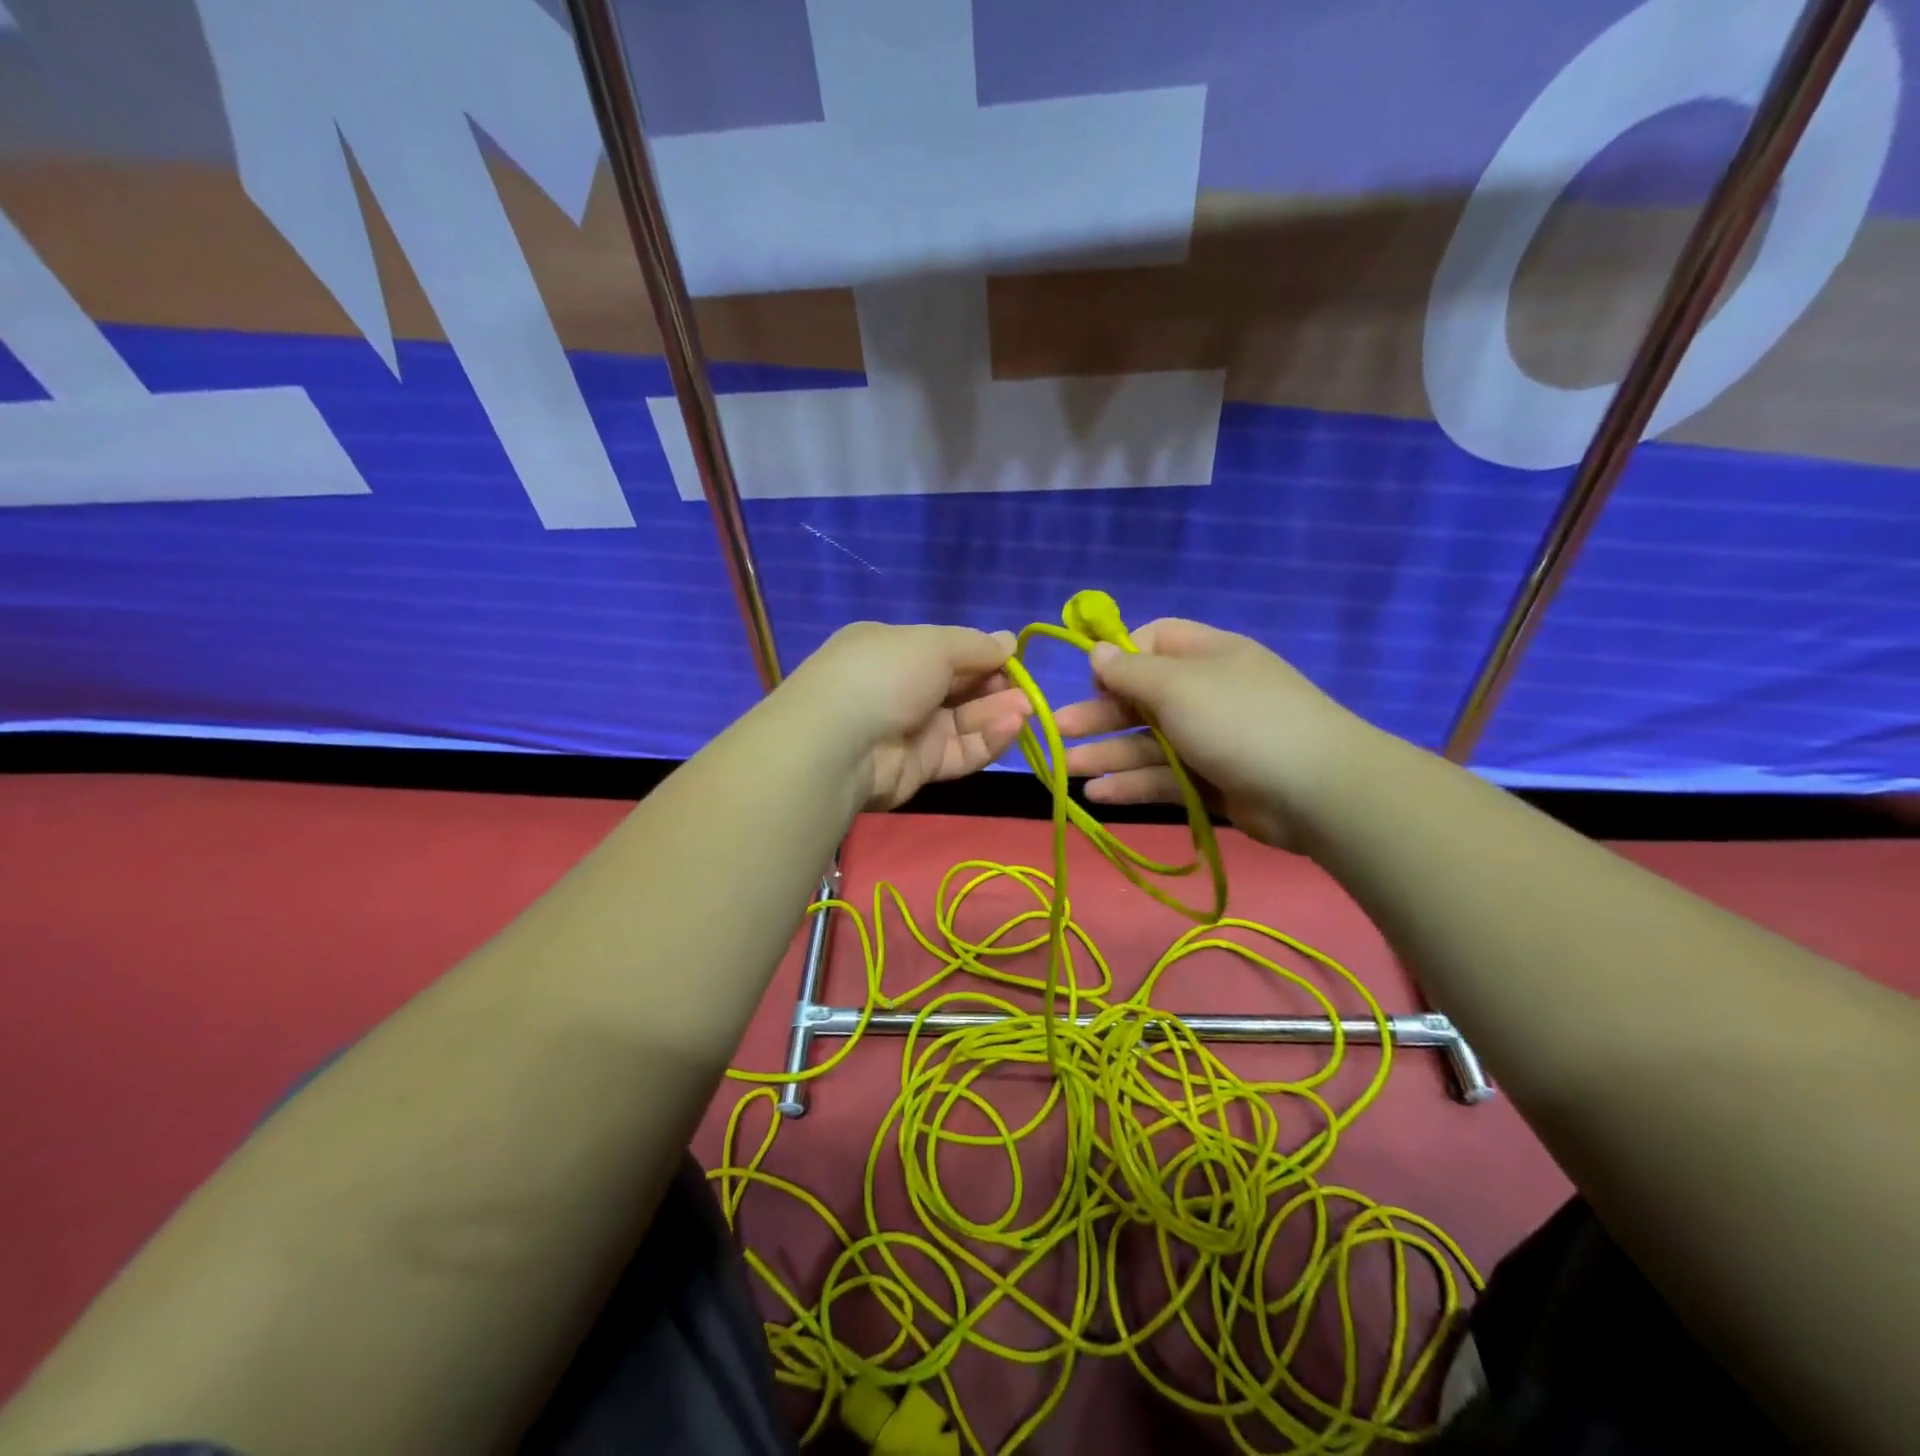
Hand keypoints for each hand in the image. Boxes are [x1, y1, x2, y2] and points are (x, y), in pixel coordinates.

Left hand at [778, 622, 1031, 810]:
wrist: (839, 743)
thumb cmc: (885, 674)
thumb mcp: (933, 644)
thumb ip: (975, 646)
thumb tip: (1009, 641)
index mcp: (893, 650)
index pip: (947, 651)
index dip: (983, 655)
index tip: (1015, 660)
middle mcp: (900, 688)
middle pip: (960, 688)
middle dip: (996, 687)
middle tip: (1026, 691)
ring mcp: (909, 730)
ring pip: (964, 722)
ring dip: (997, 714)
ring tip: (1026, 710)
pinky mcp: (919, 767)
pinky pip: (960, 752)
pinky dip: (986, 740)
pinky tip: (1011, 728)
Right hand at [1054, 618, 1374, 851]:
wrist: (1316, 790)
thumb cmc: (1239, 720)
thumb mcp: (1177, 685)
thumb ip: (1130, 671)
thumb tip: (1095, 650)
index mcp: (1207, 656)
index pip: (1154, 642)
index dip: (1119, 658)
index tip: (1092, 679)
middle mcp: (1207, 694)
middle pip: (1142, 699)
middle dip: (1099, 714)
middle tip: (1057, 731)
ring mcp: (1212, 741)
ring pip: (1149, 744)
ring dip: (1107, 755)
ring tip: (1065, 770)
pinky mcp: (1214, 783)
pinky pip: (1165, 778)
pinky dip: (1132, 785)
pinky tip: (1098, 795)